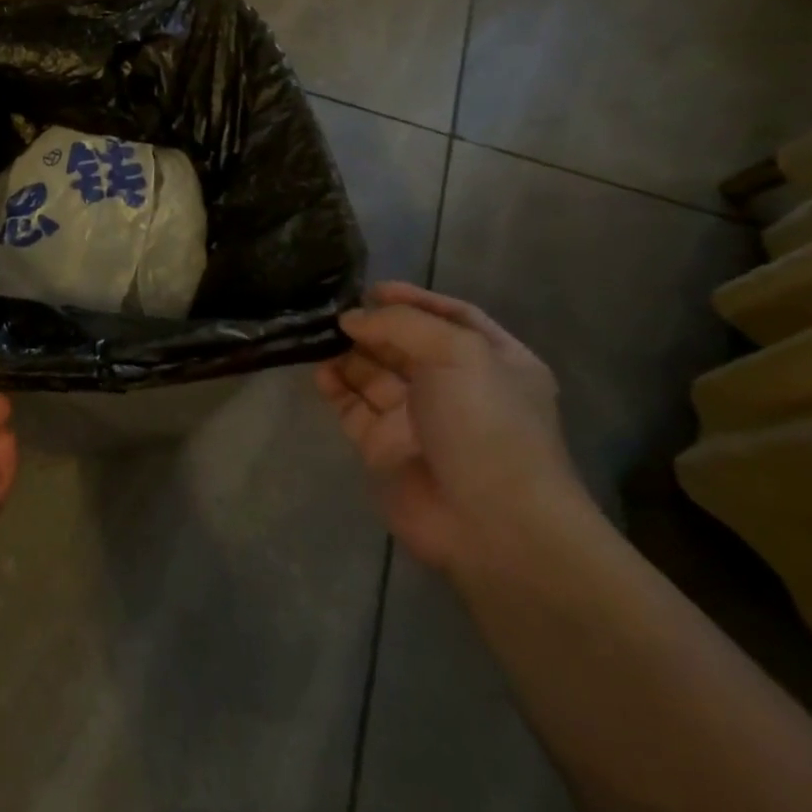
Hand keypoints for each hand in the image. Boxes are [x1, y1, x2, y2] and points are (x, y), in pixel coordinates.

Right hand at [316, 281, 587, 574]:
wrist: (491, 522)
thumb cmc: (486, 423)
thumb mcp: (456, 352)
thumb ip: (401, 324)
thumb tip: (352, 319)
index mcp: (492, 361)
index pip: (451, 317)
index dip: (414, 299)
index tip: (371, 289)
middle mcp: (455, 386)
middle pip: (405, 344)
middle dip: (372, 326)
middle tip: (334, 313)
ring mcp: (416, 418)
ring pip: (373, 373)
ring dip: (347, 353)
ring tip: (319, 338)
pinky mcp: (383, 446)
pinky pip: (352, 407)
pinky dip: (334, 387)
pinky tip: (320, 373)